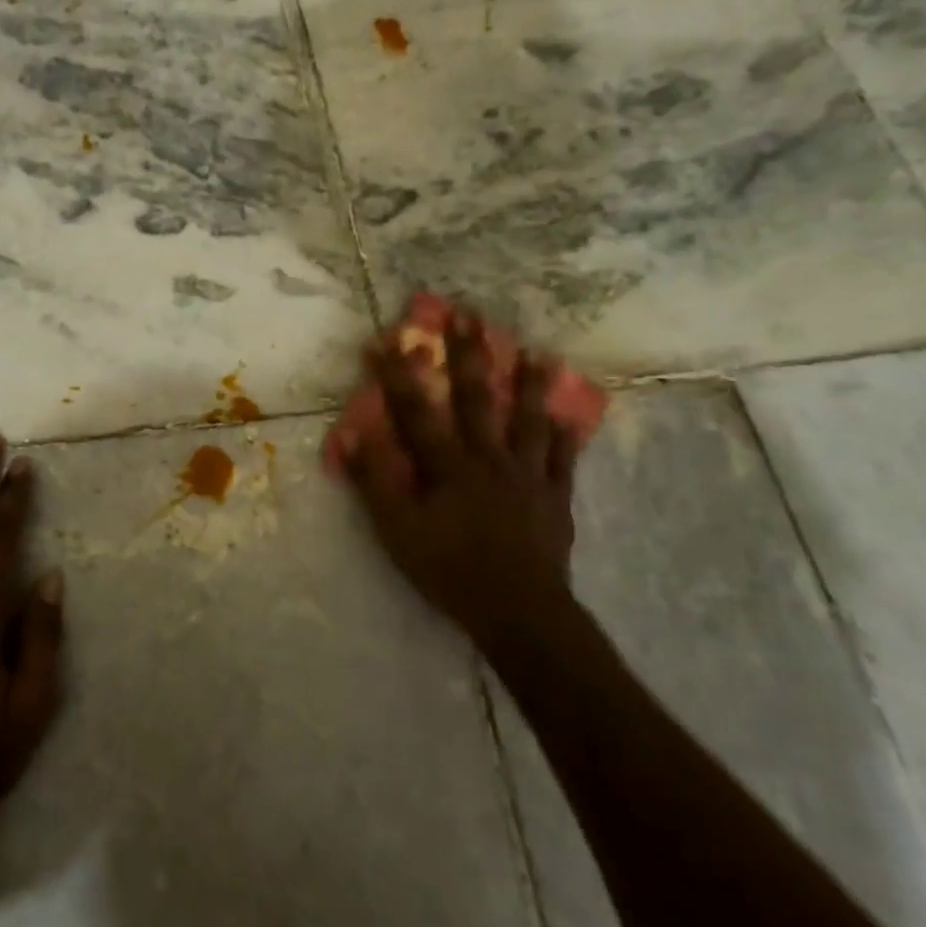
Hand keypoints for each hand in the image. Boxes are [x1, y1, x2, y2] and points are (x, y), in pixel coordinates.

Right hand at [341, 311, 578, 649]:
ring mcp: (527, 475)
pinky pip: (562, 460)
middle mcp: (489, 458)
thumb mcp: (397, 532)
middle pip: (477, 398)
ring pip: (528, 419)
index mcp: (448, 465)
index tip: (388, 338)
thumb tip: (358, 435)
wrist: (519, 612)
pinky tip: (568, 416)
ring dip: (530, 383)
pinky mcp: (555, 497)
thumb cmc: (449, 571)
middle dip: (469, 354)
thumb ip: (377, 482)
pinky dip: (565, 437)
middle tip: (469, 314)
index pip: (417, 410)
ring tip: (536, 351)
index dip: (398, 373)